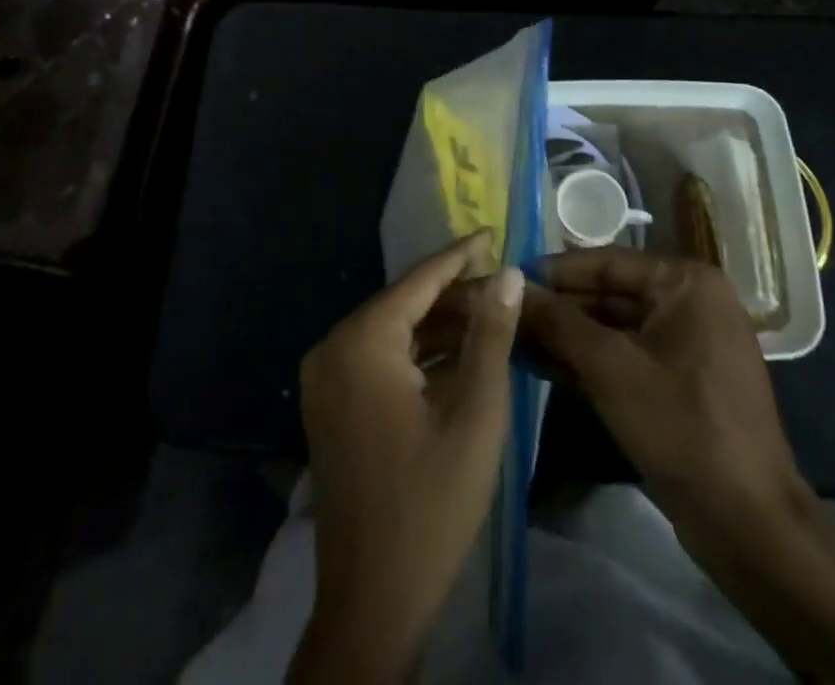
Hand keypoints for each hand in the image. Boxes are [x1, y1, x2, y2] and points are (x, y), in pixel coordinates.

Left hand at [290, 232, 524, 682]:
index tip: (493, 232)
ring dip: (439, 325)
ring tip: (490, 314)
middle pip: (403, 304)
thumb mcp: (475, 412)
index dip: (460, 255)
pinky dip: (418, 354)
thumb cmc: (432, 503)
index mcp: (361, 341)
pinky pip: (379, 359)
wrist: (373, 602)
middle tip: (503, 284)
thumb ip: (491, 334)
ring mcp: (326, 379)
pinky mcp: (331, 405)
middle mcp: (333, 348)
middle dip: (454, 294)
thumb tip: (507, 273)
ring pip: (392, 332)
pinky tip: (458, 354)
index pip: (418, 280)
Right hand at [524, 252, 834, 682]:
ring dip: (567, 336)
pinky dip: (589, 362)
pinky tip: (542, 365)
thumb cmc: (682, 427)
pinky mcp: (681, 383)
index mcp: (686, 283)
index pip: (606, 262)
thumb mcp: (610, 367)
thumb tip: (510, 286)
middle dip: (558, 308)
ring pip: (614, 329)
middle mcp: (690, 302)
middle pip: (609, 295)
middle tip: (504, 313)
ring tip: (512, 337)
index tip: (506, 277)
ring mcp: (688, 344)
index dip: (555, 271)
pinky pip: (627, 357)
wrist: (749, 526)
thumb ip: (558, 322)